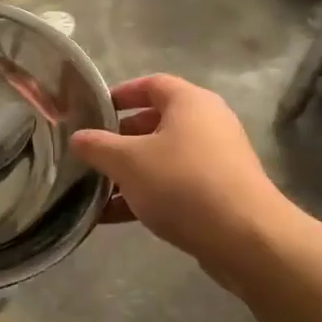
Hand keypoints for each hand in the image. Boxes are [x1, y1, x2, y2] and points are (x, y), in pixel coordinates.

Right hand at [70, 75, 290, 269]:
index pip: (151, 84)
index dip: (120, 94)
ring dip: (129, 173)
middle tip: (91, 154)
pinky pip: (175, 186)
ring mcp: (216, 160)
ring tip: (94, 190)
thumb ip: (98, 146)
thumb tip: (77, 137)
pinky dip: (146, 195)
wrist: (244, 237)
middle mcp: (207, 123)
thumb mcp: (128, 162)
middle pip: (155, 122)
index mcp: (190, 102)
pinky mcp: (219, 192)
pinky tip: (113, 217)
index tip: (93, 111)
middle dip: (120, 139)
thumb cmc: (182, 184)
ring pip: (163, 158)